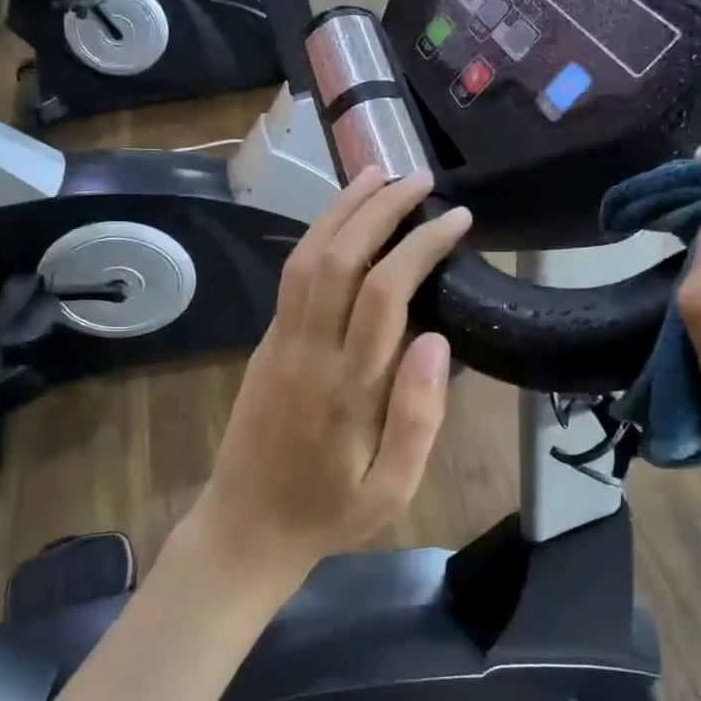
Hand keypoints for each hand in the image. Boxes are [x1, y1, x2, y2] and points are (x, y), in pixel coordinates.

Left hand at [193, 169, 471, 584]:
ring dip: (342, 210)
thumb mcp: (393, 489)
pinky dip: (319, 236)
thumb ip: (419, 417)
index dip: (420, 245)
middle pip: (339, 258)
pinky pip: (291, 276)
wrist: (245, 527)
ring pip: (306, 258)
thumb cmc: (330, 512)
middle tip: (419, 177)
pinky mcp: (265, 343)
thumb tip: (437, 338)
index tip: (456, 218)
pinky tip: (341, 221)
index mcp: (348, 389)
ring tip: (376, 174)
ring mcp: (279, 343)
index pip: (384, 294)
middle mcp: (308, 352)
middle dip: (379, 208)